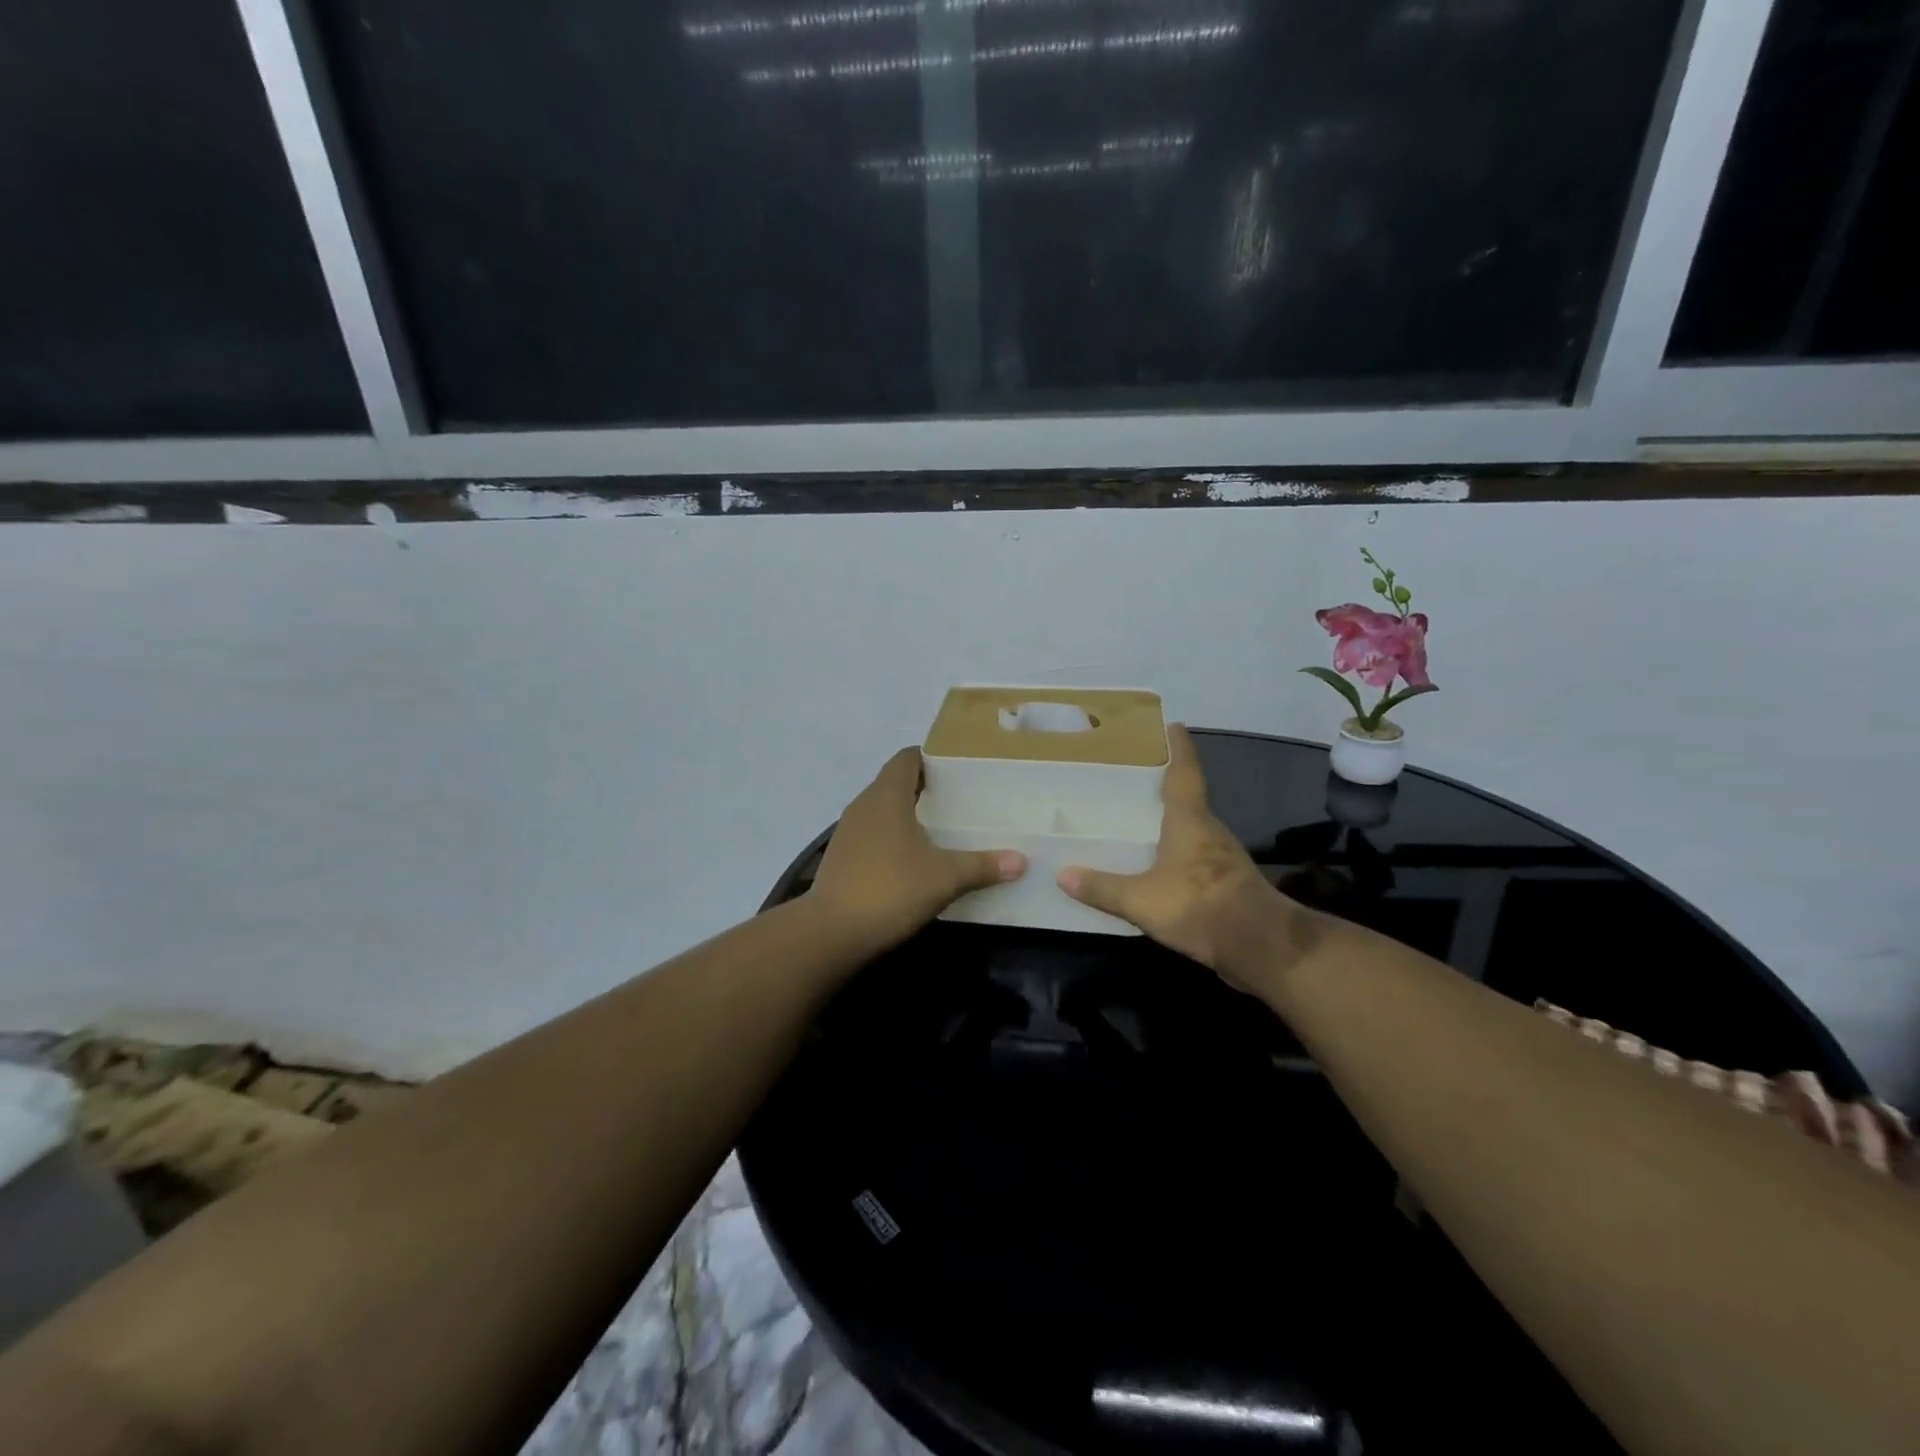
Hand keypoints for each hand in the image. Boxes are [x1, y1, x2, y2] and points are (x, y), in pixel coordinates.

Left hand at [810, 749, 1026, 950]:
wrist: (831, 933)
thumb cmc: (890, 889)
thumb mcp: (944, 877)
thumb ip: (982, 866)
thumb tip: (1021, 861)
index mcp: (887, 795)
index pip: (907, 757)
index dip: (932, 757)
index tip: (959, 768)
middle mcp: (864, 805)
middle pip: (895, 782)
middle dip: (926, 787)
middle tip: (961, 799)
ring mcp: (848, 831)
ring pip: (883, 809)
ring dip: (908, 813)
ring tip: (942, 827)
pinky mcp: (842, 857)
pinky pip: (873, 834)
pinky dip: (893, 837)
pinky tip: (914, 858)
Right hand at [1058, 725, 1319, 990]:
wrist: (1260, 947)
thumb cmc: (1199, 906)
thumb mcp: (1141, 899)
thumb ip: (1102, 888)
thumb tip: (1062, 874)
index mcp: (1190, 820)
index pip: (1184, 772)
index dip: (1179, 748)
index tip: (1173, 725)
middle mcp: (1209, 830)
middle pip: (1187, 798)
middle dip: (1163, 787)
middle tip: (1131, 779)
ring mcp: (1222, 857)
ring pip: (1192, 829)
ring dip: (1170, 822)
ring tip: (1137, 821)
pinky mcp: (1227, 882)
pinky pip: (1195, 857)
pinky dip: (1176, 853)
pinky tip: (1156, 866)